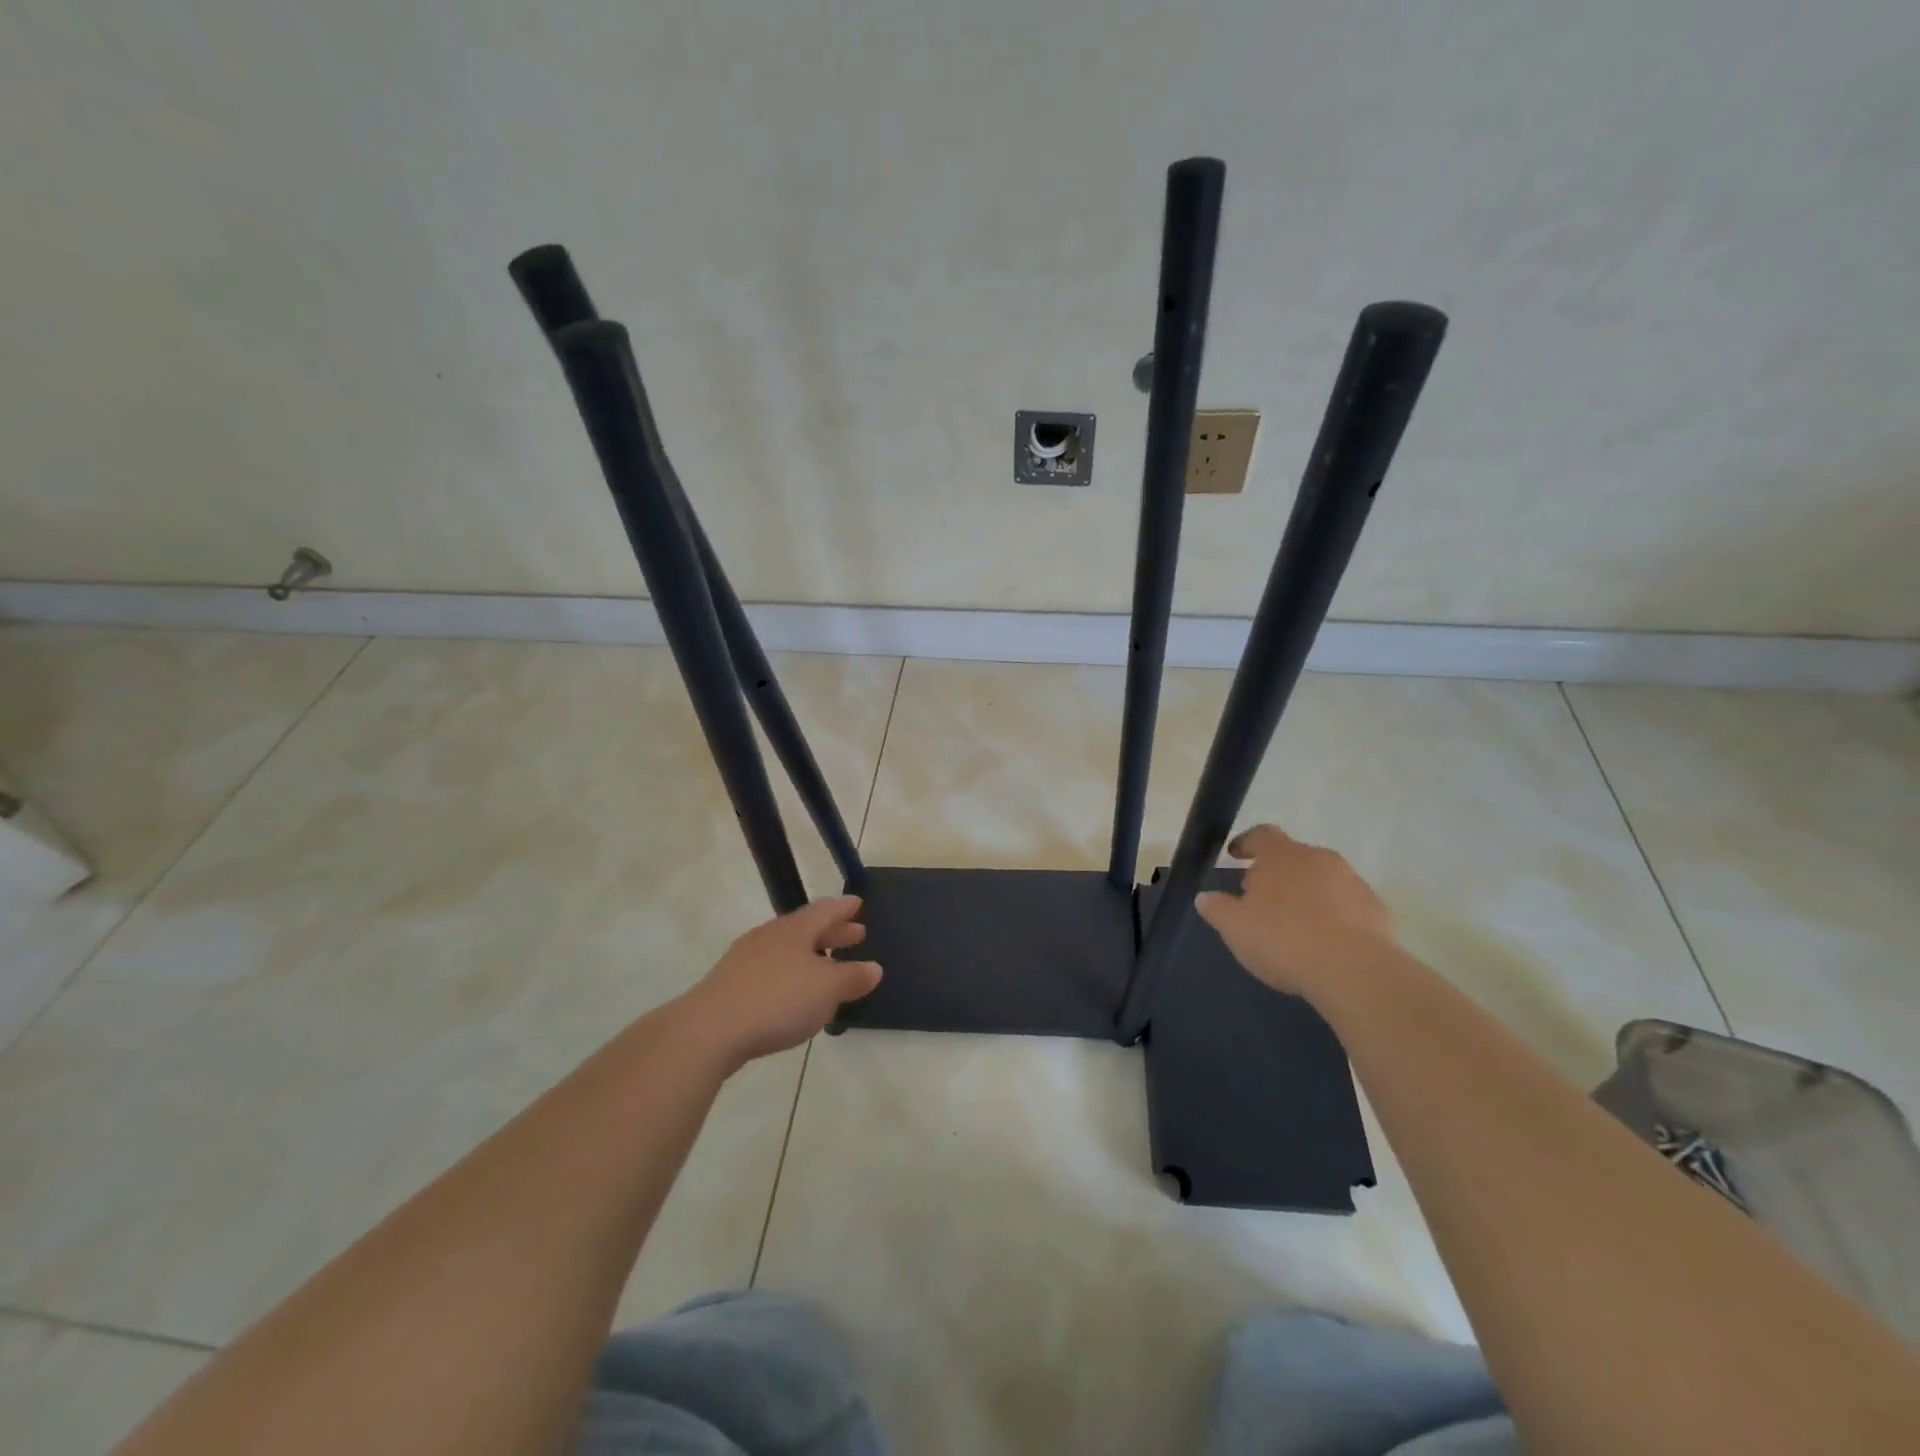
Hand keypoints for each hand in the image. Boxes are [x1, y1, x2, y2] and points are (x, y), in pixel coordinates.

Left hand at [680, 896, 882, 1064]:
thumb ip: (852, 977)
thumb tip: (874, 967)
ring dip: (810, 955)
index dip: (844, 908)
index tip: (858, 903)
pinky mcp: (730, 986)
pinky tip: (793, 994)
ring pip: (786, 949)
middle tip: (855, 935)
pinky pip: (769, 971)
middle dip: (832, 933)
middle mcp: (770, 936)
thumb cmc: (778, 1000)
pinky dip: (789, 975)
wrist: (710, 1030)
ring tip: (826, 966)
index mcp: (795, 929)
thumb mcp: (827, 990)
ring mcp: (745, 960)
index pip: (826, 910)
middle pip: (806, 928)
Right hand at [1195, 824, 1394, 996]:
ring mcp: (1353, 882)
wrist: (1354, 970)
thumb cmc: (1283, 939)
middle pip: (1294, 857)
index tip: (1236, 855)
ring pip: (1323, 881)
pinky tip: (1326, 944)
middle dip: (1277, 874)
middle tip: (1262, 900)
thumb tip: (1205, 897)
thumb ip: (1217, 908)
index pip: (1262, 834)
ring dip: (1308, 895)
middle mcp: (1319, 858)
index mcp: (1282, 855)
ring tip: (1296, 926)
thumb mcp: (1235, 927)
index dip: (1247, 843)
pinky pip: (1348, 906)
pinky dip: (1335, 917)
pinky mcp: (1377, 910)